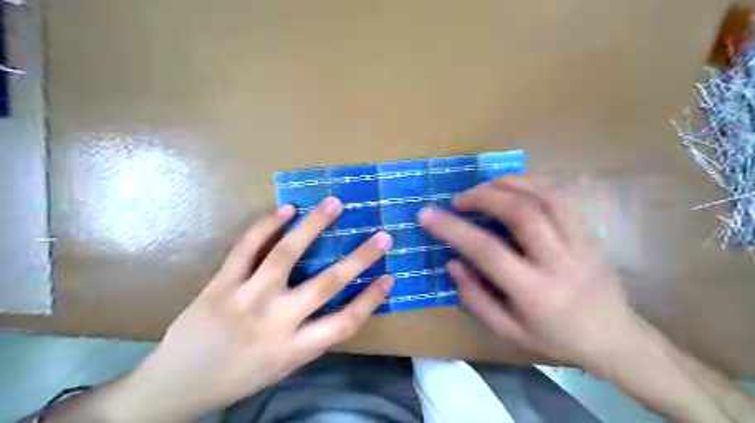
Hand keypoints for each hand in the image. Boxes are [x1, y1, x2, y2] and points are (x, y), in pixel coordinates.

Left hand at [117, 198, 395, 422]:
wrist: (175, 386)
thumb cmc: (237, 378)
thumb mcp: (282, 368)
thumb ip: (310, 337)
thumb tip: (335, 304)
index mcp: (294, 349)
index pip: (345, 323)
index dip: (371, 299)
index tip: (389, 277)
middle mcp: (275, 321)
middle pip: (326, 284)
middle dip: (360, 258)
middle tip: (382, 235)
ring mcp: (246, 298)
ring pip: (286, 255)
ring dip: (313, 226)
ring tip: (333, 204)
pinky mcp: (221, 284)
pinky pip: (246, 248)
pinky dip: (266, 225)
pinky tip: (286, 209)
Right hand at [419, 178, 641, 368]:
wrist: (615, 339)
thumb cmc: (555, 339)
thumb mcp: (509, 332)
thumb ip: (476, 299)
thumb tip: (453, 262)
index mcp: (535, 293)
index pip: (488, 251)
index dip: (453, 229)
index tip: (427, 214)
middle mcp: (559, 262)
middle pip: (522, 213)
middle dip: (484, 196)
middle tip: (460, 199)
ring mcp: (581, 243)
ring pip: (546, 196)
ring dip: (510, 183)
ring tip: (485, 187)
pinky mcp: (591, 233)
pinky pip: (564, 196)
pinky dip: (534, 183)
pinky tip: (515, 186)